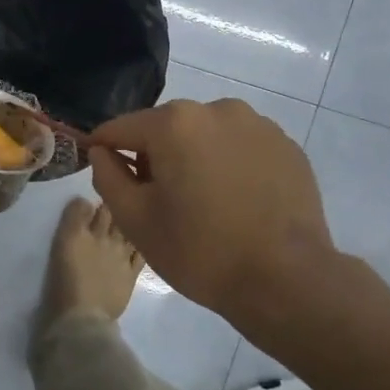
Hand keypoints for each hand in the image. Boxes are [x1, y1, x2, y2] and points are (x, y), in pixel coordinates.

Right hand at [86, 99, 346, 345]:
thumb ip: (107, 176)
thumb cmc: (200, 251)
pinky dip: (229, 165)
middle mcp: (216, 109)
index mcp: (174, 123)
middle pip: (165, 128)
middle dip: (155, 156)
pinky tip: (237, 202)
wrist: (287, 280)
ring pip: (205, 135)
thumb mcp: (135, 220)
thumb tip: (101, 151)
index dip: (104, 150)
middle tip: (160, 202)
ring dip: (194, 158)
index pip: (120, 128)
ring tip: (204, 203)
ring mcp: (257, 124)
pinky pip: (239, 147)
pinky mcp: (286, 145)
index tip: (105, 175)